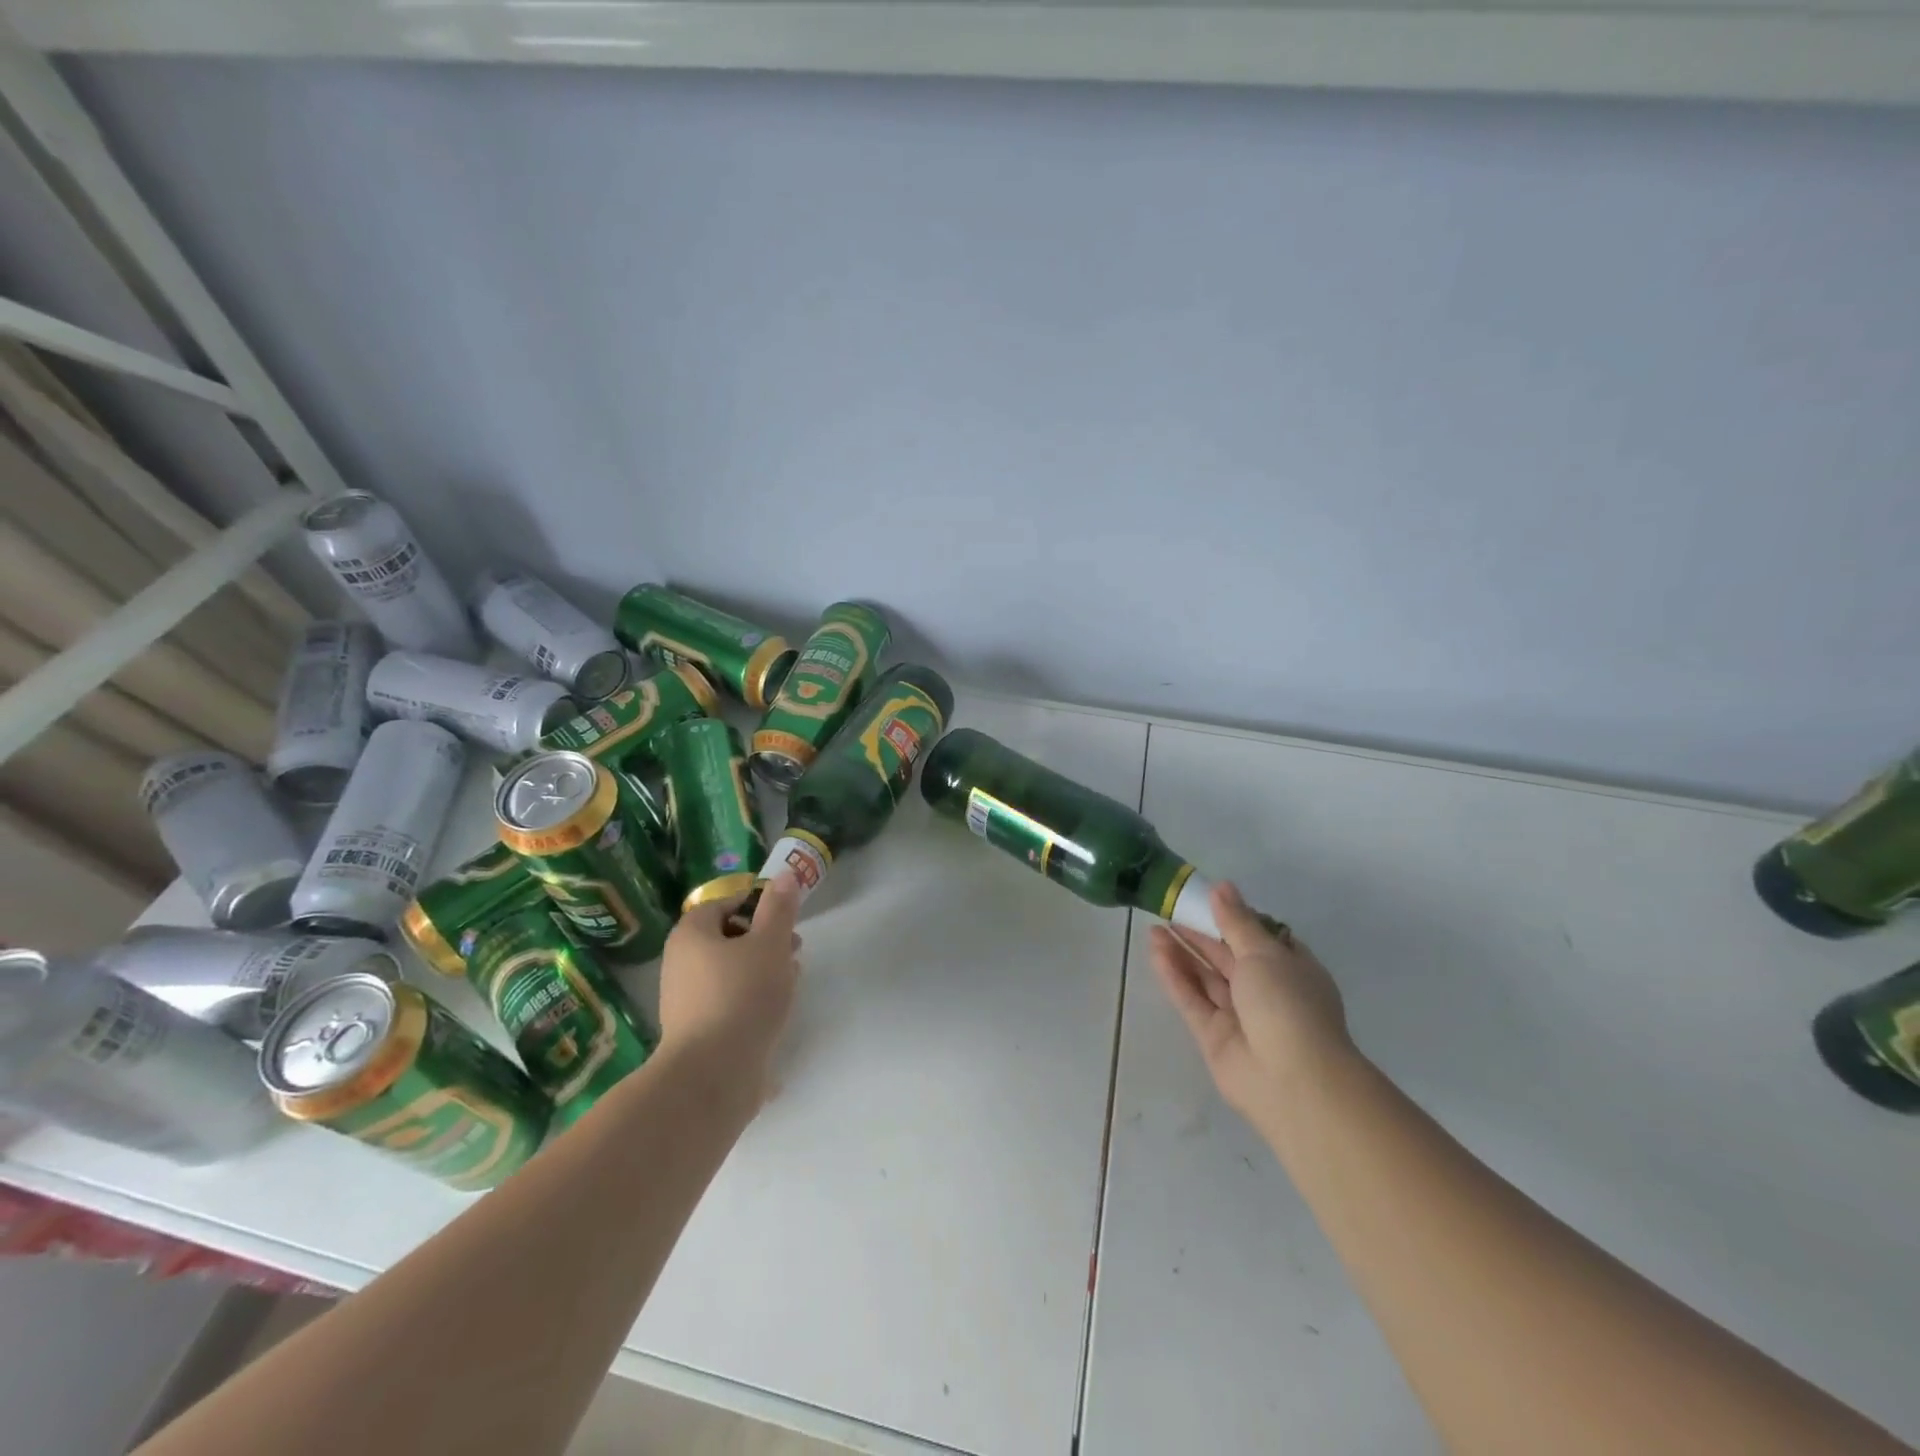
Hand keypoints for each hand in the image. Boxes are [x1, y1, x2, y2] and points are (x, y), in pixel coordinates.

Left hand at [658, 872, 801, 1093]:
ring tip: (791, 981)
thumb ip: (779, 908)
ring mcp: (685, 1001)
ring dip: (761, 971)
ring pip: (729, 972)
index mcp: (691, 935)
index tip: (786, 918)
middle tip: (795, 949)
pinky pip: (727, 1002)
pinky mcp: (696, 1033)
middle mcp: (679, 963)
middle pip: (727, 939)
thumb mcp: (770, 943)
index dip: (756, 905)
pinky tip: (775, 1013)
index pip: (723, 904)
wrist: (713, 1075)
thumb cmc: (742, 995)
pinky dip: (751, 1000)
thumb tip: (784, 875)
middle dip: (764, 940)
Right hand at [1149, 882, 1356, 1139]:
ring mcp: (1240, 1016)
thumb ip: (1236, 921)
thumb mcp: (1264, 952)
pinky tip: (1156, 953)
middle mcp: (1267, 991)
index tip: (1205, 900)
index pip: (1260, 938)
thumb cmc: (1288, 1003)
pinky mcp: (1214, 1037)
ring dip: (1182, 953)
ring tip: (1153, 928)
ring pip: (1206, 978)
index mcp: (1291, 969)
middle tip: (1168, 910)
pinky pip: (1192, 1000)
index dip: (1233, 919)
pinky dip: (1176, 977)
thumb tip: (1222, 887)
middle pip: (1227, 957)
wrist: (1293, 1081)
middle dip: (1199, 935)